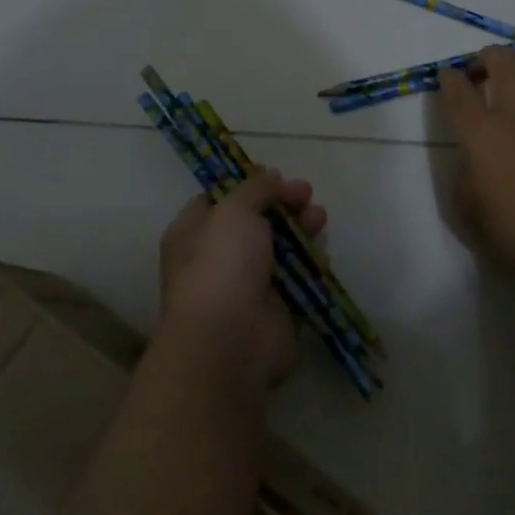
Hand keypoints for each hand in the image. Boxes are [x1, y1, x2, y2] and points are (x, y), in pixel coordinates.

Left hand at [157, 169, 325, 387]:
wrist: (230, 340)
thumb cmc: (221, 265)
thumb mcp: (234, 210)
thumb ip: (256, 188)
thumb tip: (272, 177)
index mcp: (192, 232)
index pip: (219, 199)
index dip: (248, 184)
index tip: (275, 174)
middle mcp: (216, 257)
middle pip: (255, 221)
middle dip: (283, 205)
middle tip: (306, 194)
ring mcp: (246, 285)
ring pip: (279, 248)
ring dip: (301, 229)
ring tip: (319, 218)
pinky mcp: (276, 309)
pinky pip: (297, 279)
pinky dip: (311, 264)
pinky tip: (322, 253)